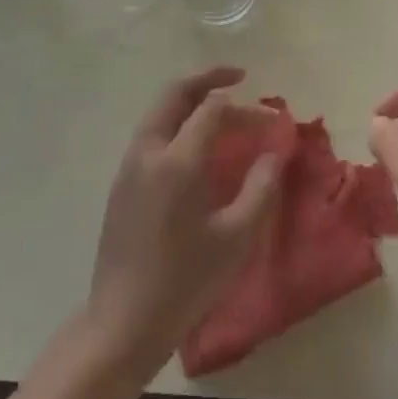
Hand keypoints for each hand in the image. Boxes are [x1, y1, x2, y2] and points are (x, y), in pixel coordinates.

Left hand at [83, 66, 280, 378]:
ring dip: (190, 100)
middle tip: (238, 78)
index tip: (273, 119)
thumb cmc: (185, 282)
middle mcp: (148, 150)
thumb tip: (276, 152)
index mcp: (177, 160)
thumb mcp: (235, 238)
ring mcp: (129, 164)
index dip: (247, 109)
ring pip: (160, 111)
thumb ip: (260, 188)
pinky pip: (151, 134)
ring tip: (221, 109)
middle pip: (176, 93)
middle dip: (208, 79)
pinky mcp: (121, 181)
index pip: (213, 109)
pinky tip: (196, 145)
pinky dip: (176, 123)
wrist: (123, 321)